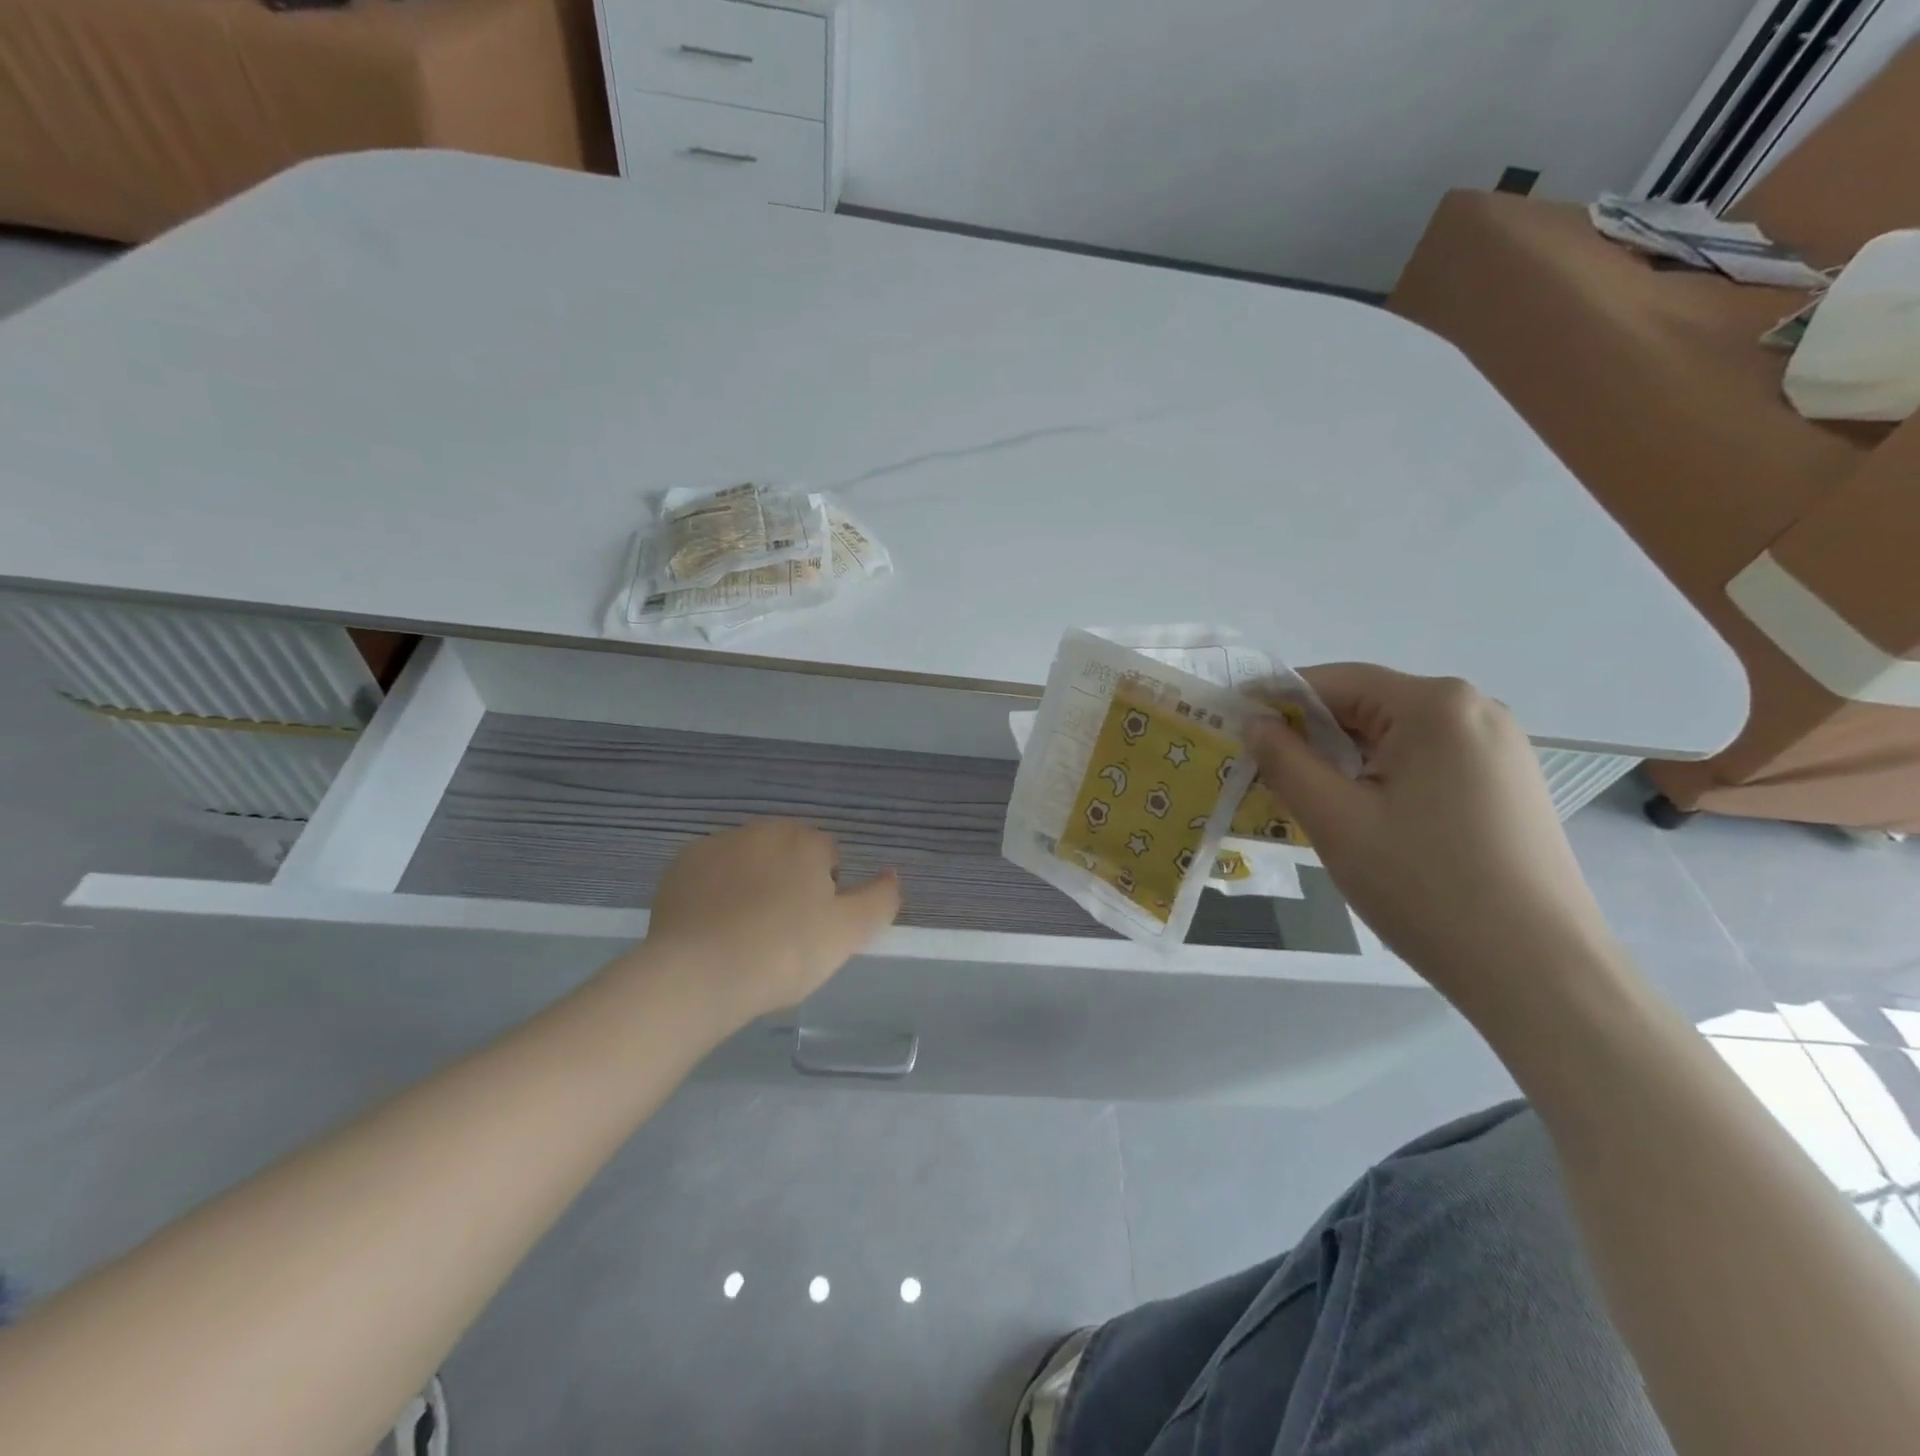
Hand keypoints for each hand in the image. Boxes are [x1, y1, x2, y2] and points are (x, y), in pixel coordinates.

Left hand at [641, 819, 900, 1023]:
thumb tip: (891, 874)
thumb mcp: (848, 933)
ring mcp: (716, 846)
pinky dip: (716, 894)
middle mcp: (761, 831)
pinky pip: (711, 875)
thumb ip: (880, 900)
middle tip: (782, 934)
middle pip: (787, 854)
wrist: (697, 975)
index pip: (828, 857)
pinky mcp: (680, 867)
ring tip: (744, 935)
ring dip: (752, 885)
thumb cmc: (783, 952)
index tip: (813, 930)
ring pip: (748, 862)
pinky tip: (713, 930)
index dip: (826, 893)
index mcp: (804, 841)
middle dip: (789, 883)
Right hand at [1246, 664, 1612, 1002]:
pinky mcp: (1508, 784)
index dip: (1277, 701)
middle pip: (1368, 706)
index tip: (1236, 729)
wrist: (1539, 971)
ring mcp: (1500, 748)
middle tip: (1266, 775)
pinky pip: (1427, 762)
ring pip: (1396, 738)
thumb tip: (1256, 723)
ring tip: (1311, 803)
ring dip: (1346, 761)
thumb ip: (1285, 761)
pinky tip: (1367, 820)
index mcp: (1435, 705)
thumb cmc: (1425, 886)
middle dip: (1312, 736)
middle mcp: (1475, 710)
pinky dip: (1384, 778)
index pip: (1335, 681)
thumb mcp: (1335, 820)